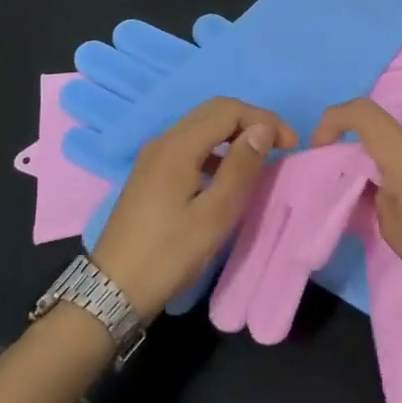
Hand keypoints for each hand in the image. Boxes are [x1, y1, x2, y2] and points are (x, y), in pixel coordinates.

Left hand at [91, 97, 296, 320]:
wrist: (111, 292)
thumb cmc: (168, 254)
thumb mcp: (214, 215)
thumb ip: (240, 168)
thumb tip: (262, 129)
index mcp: (178, 146)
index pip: (228, 110)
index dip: (263, 119)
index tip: (291, 144)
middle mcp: (163, 141)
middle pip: (213, 112)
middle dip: (251, 121)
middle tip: (279, 145)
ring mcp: (153, 156)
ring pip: (201, 127)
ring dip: (233, 133)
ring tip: (258, 158)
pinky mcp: (150, 174)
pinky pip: (189, 145)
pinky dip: (215, 149)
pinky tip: (226, 175)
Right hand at [314, 97, 401, 323]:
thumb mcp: (393, 229)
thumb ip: (376, 192)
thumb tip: (377, 180)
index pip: (362, 112)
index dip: (334, 121)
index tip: (320, 148)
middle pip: (385, 130)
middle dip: (361, 150)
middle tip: (350, 187)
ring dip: (386, 162)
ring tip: (380, 203)